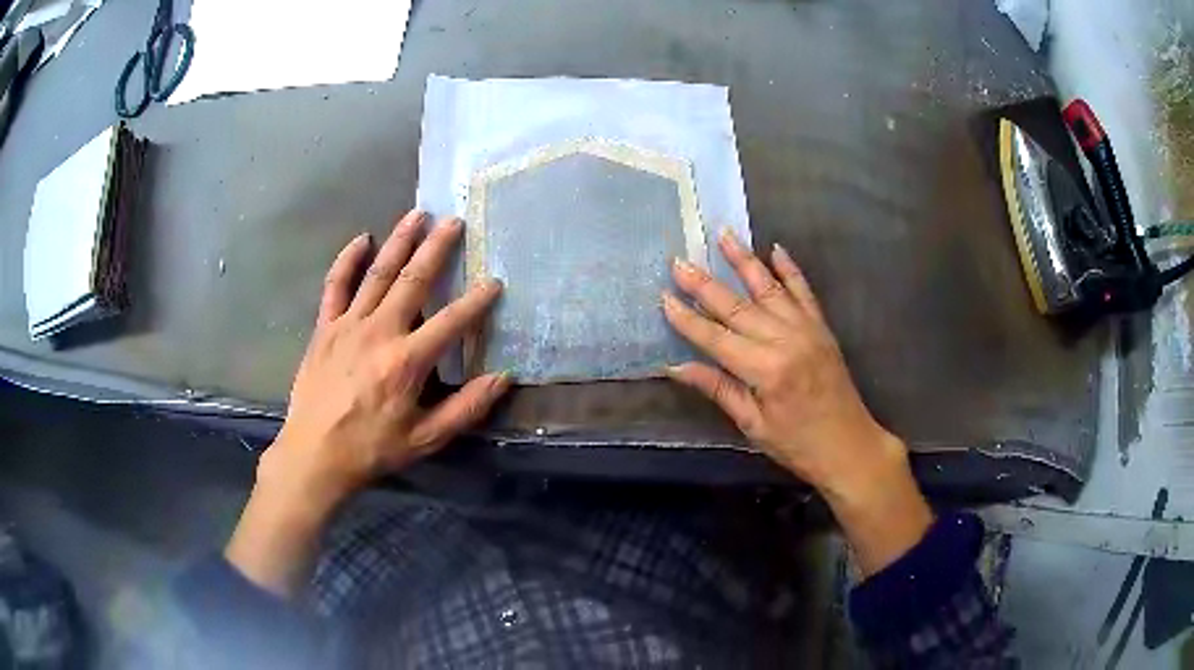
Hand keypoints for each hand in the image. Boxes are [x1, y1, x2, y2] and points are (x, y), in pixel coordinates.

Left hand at [227, 211, 509, 595]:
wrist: (315, 455)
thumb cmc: (372, 449)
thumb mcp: (425, 439)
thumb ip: (466, 408)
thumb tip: (503, 378)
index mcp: (407, 361)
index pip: (452, 322)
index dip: (477, 301)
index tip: (494, 282)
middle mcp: (380, 332)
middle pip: (413, 281)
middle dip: (436, 249)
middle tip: (453, 220)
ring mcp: (348, 325)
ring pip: (378, 274)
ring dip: (399, 242)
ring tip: (417, 215)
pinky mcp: (325, 328)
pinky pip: (335, 286)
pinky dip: (348, 260)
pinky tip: (361, 239)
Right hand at [662, 230, 931, 574]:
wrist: (850, 446)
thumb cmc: (797, 444)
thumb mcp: (753, 425)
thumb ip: (718, 389)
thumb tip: (676, 367)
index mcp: (765, 370)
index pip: (716, 338)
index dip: (687, 319)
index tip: (664, 297)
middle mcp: (785, 341)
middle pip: (737, 307)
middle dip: (704, 284)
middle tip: (679, 261)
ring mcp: (807, 329)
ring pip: (769, 289)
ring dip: (744, 261)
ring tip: (723, 235)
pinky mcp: (822, 328)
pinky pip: (804, 292)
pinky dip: (790, 270)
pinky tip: (776, 250)